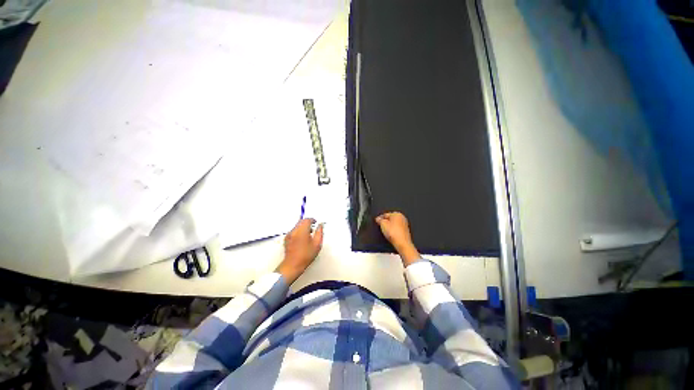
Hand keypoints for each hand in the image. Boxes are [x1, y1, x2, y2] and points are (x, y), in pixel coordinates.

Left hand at [275, 219, 323, 283]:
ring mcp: (289, 234)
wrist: (293, 265)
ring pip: (297, 226)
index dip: (312, 220)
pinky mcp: (286, 239)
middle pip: (301, 221)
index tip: (316, 222)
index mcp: (302, 231)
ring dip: (303, 227)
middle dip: (307, 222)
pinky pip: (294, 231)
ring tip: (308, 234)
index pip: (307, 220)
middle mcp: (294, 230)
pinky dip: (298, 231)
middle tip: (313, 228)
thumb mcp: (317, 244)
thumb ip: (319, 232)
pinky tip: (302, 239)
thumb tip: (320, 225)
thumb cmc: (306, 255)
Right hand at [375, 212, 420, 265]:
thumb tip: (378, 219)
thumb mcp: (382, 224)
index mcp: (397, 214)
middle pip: (390, 219)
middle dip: (385, 222)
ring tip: (386, 232)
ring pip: (393, 224)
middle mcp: (402, 217)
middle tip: (381, 227)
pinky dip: (393, 231)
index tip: (377, 221)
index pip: (386, 214)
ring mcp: (404, 224)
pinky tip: (391, 235)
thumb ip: (379, 220)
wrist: (402, 243)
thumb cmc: (394, 233)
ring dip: (389, 227)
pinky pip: (397, 229)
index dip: (380, 218)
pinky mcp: (405, 231)